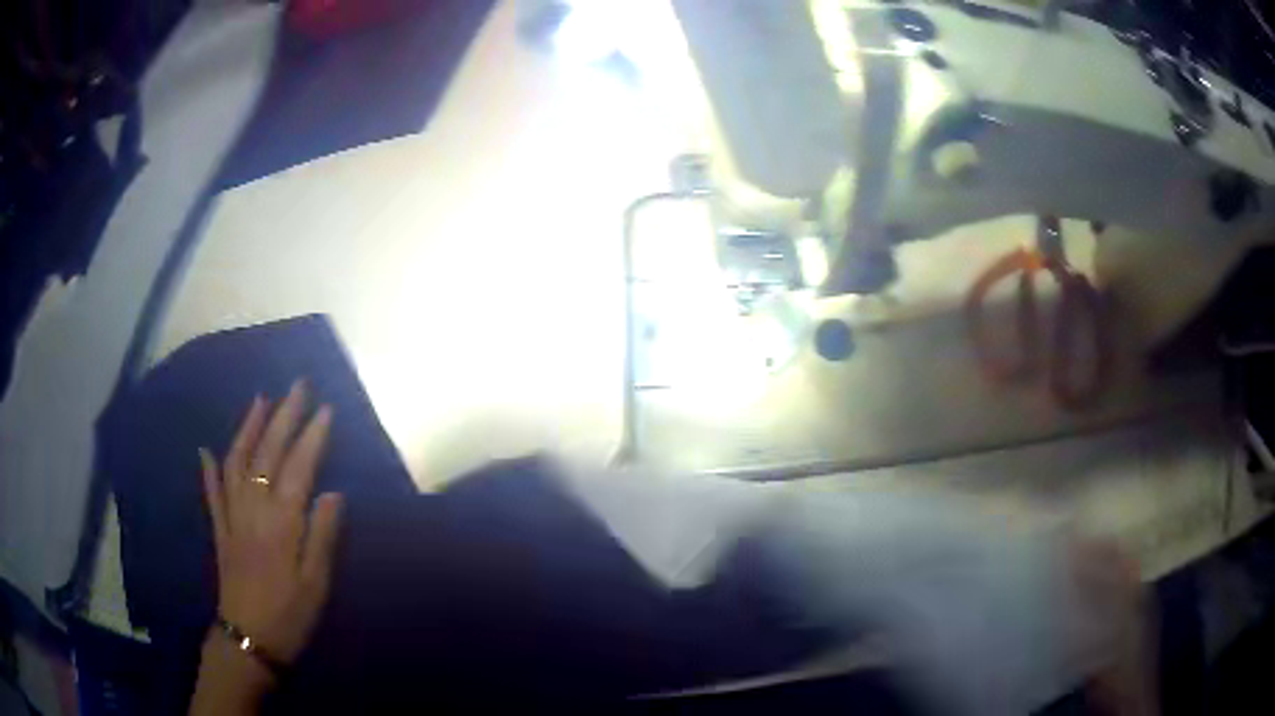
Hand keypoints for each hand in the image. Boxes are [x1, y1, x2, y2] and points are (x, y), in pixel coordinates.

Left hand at [200, 380, 343, 664]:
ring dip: (248, 427)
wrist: (248, 641)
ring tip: (260, 400)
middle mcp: (253, 509)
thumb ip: (323, 537)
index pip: (299, 467)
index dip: (312, 436)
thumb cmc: (289, 617)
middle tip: (297, 386)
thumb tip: (334, 493)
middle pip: (267, 453)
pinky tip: (206, 449)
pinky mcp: (220, 530)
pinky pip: (212, 492)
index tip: (326, 408)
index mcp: (281, 523)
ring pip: (237, 462)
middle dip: (283, 416)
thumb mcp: (317, 585)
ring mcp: (231, 516)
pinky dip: (209, 468)